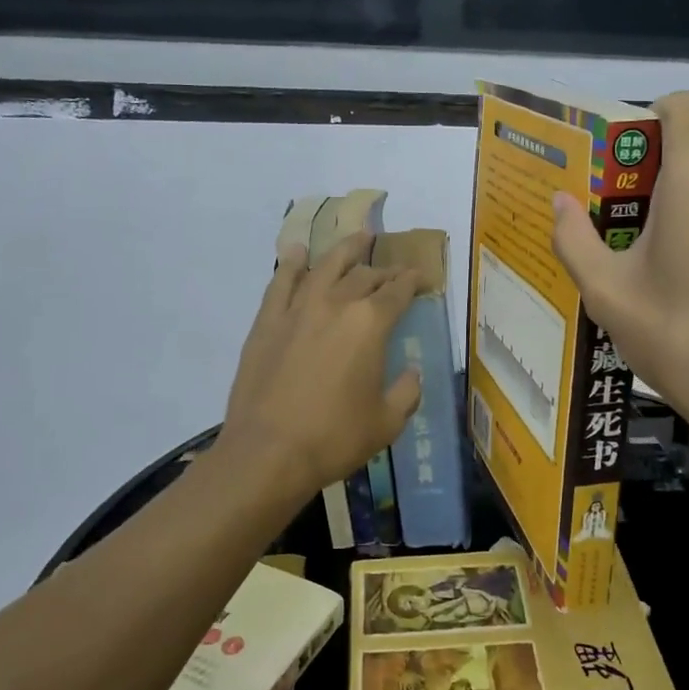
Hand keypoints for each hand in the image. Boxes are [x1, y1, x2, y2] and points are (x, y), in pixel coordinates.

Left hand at [219, 232, 422, 501]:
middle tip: (393, 271)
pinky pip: (281, 282)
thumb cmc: (334, 438)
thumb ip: (407, 391)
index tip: (421, 277)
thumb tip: (410, 373)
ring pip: (325, 266)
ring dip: (345, 249)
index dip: (413, 280)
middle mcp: (335, 304)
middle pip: (364, 275)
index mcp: (371, 324)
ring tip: (358, 237)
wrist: (267, 453)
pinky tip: (298, 253)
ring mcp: (297, 309)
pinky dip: (292, 263)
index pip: (398, 290)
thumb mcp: (387, 422)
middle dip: (384, 270)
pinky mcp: (267, 321)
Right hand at [550, 92, 688, 473]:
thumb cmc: (686, 338)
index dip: (643, 123)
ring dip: (683, 198)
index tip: (616, 167)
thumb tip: (560, 203)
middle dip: (653, 171)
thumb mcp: (609, 293)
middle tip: (617, 221)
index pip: (679, 104)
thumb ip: (575, 238)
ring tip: (651, 255)